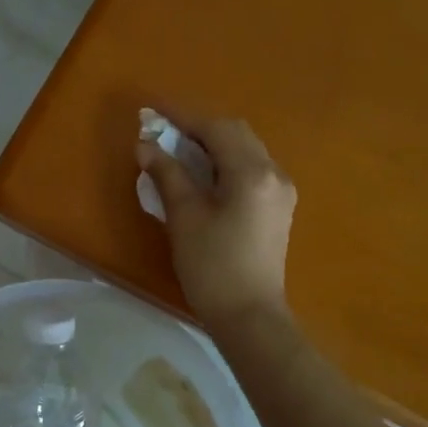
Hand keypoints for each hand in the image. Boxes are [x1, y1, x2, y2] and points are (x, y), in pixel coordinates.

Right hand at [137, 114, 296, 328]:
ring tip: (180, 149)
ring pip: (246, 149)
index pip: (215, 129)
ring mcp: (281, 190)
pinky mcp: (278, 207)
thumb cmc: (212, 267)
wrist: (249, 316)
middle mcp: (274, 173)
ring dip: (214, 143)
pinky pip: (251, 168)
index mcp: (252, 173)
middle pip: (236, 133)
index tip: (153, 110)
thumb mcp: (184, 217)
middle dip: (199, 127)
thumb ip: (167, 174)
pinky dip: (226, 161)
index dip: (182, 116)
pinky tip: (205, 173)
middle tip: (165, 131)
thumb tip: (146, 145)